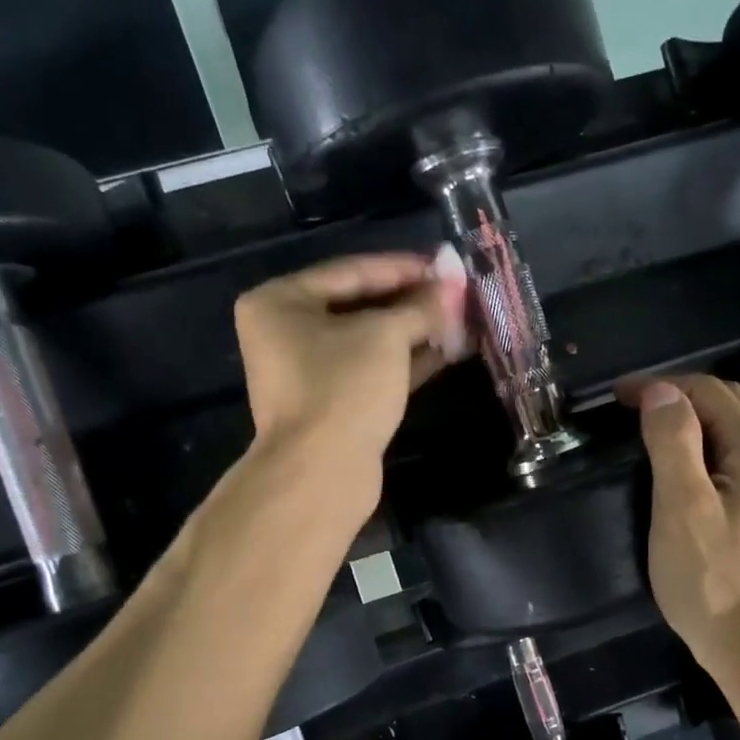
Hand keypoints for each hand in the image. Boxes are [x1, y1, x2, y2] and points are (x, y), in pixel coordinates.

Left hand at [235, 249, 471, 481]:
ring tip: (459, 320)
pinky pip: (373, 372)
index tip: (445, 266)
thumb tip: (451, 286)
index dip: (402, 267)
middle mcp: (287, 333)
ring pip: (370, 342)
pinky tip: (447, 351)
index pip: (351, 271)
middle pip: (359, 306)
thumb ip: (420, 306)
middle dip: (411, 302)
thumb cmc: (343, 388)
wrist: (321, 473)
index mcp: (280, 302)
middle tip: (456, 294)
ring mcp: (310, 373)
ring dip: (415, 332)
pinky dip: (406, 362)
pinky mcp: (333, 404)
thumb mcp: (385, 336)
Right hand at [626, 375, 739, 675]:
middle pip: (727, 408)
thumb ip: (673, 442)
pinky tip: (684, 477)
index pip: (708, 391)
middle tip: (630, 411)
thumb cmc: (713, 580)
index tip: (616, 398)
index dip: (661, 386)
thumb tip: (662, 392)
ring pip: (732, 438)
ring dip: (692, 425)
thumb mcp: (682, 507)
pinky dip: (704, 454)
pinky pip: (736, 466)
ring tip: (650, 437)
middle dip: (678, 398)